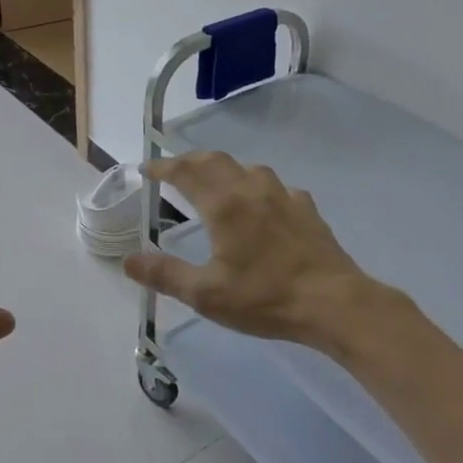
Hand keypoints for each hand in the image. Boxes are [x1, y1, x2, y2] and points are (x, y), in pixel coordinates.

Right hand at [123, 152, 399, 352]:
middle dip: (190, 160)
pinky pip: (275, 186)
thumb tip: (129, 261)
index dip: (163, 167)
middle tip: (174, 170)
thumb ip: (165, 274)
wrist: (333, 302)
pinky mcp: (306, 208)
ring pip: (247, 168)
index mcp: (223, 205)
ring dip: (224, 169)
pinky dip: (256, 186)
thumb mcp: (206, 294)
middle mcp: (251, 189)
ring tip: (214, 183)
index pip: (186, 172)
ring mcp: (283, 195)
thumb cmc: (264, 297)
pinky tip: (261, 204)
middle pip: (215, 160)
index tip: (148, 169)